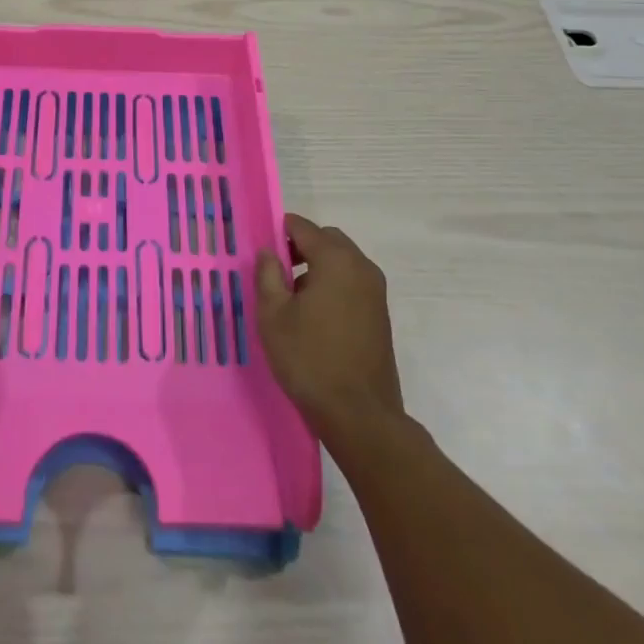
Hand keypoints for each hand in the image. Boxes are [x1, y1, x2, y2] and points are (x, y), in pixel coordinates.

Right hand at [254, 214, 403, 441]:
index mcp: (335, 260)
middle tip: (277, 272)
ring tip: (294, 299)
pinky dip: (334, 285)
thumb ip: (267, 274)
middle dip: (301, 247)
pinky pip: (353, 283)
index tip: (262, 250)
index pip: (303, 227)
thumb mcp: (273, 315)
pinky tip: (316, 317)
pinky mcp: (381, 315)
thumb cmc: (310, 359)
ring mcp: (376, 292)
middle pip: (327, 240)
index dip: (279, 232)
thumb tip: (268, 251)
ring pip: (342, 262)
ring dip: (318, 267)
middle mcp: (361, 267)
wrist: (360, 416)